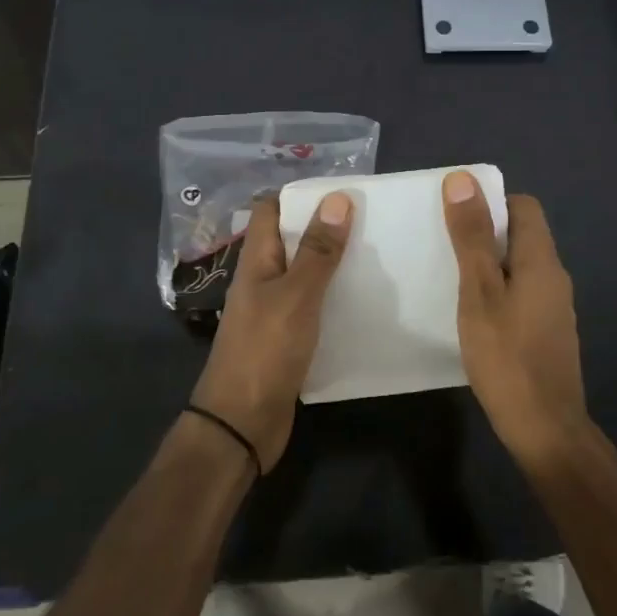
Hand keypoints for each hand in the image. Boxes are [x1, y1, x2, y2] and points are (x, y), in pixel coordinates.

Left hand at [190, 191, 351, 472]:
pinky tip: (362, 301)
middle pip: (290, 240)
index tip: (340, 191)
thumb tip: (337, 198)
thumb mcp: (296, 295)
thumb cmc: (265, 351)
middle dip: (324, 227)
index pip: (270, 209)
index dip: (299, 195)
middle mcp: (262, 279)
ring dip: (331, 264)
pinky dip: (333, 298)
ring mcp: (272, 310)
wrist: (242, 424)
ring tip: (375, 254)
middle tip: (370, 219)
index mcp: (256, 260)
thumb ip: (317, 250)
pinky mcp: (286, 339)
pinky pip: (312, 306)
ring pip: (304, 274)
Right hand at [442, 171, 593, 471]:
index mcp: (541, 260)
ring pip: (520, 266)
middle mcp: (555, 277)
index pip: (524, 206)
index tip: (456, 215)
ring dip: (489, 264)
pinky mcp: (547, 333)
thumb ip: (472, 237)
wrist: (546, 431)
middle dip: (484, 232)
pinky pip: (521, 293)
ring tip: (450, 276)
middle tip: (443, 244)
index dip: (491, 202)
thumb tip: (463, 179)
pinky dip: (497, 291)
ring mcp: (554, 308)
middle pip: (522, 235)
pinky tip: (472, 313)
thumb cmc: (507, 357)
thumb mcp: (479, 292)